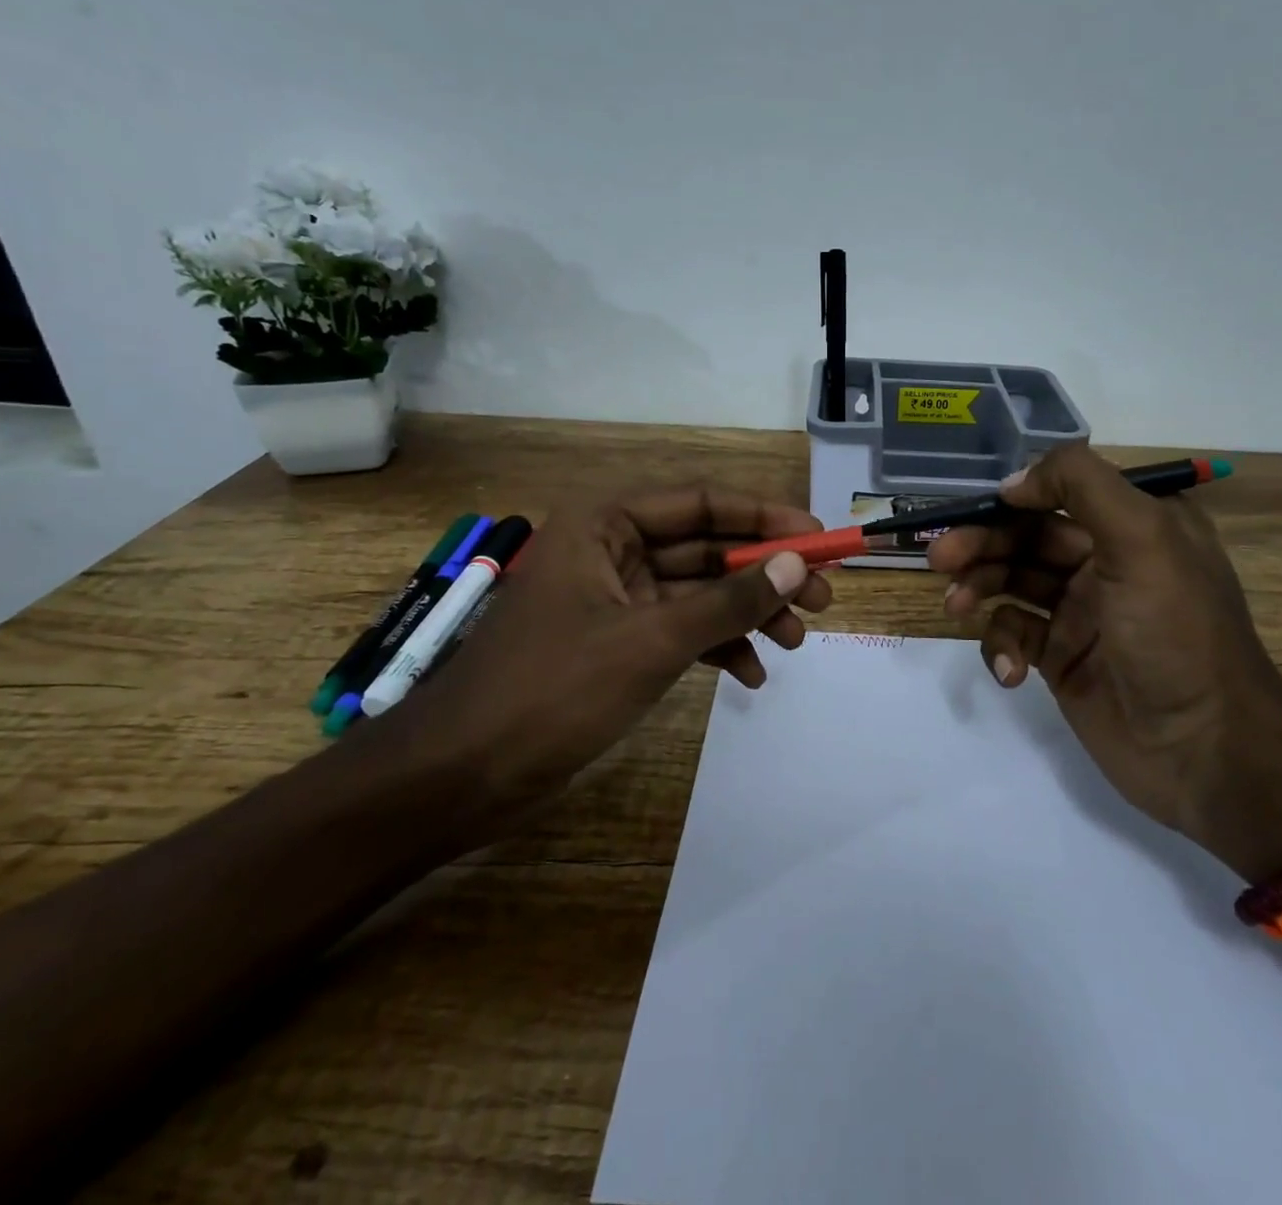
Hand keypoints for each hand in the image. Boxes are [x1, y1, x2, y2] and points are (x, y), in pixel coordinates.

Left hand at [400, 486, 832, 843]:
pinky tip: (752, 676)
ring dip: (748, 614)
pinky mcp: (617, 642)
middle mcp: (612, 549)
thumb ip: (728, 601)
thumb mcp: (651, 642)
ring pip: (699, 591)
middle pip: (707, 547)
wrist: (458, 778)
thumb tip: (797, 562)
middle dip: (765, 574)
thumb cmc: (550, 691)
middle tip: (823, 598)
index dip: (765, 516)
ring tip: (797, 643)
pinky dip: (717, 647)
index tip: (819, 536)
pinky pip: (681, 630)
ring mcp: (615, 598)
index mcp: (606, 523)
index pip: (702, 502)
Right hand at [928, 444, 1281, 836]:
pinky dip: (1001, 646)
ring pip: (1012, 583)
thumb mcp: (1143, 539)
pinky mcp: (1061, 659)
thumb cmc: (1176, 633)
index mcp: (1134, 525)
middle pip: (1026, 538)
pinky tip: (1010, 671)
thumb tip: (1014, 482)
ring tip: (955, 608)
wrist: (1206, 751)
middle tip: (939, 559)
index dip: (1013, 498)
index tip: (976, 511)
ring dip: (979, 589)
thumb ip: (1080, 486)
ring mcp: (1081, 613)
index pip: (1059, 493)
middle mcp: (1106, 562)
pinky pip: (1015, 635)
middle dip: (981, 544)